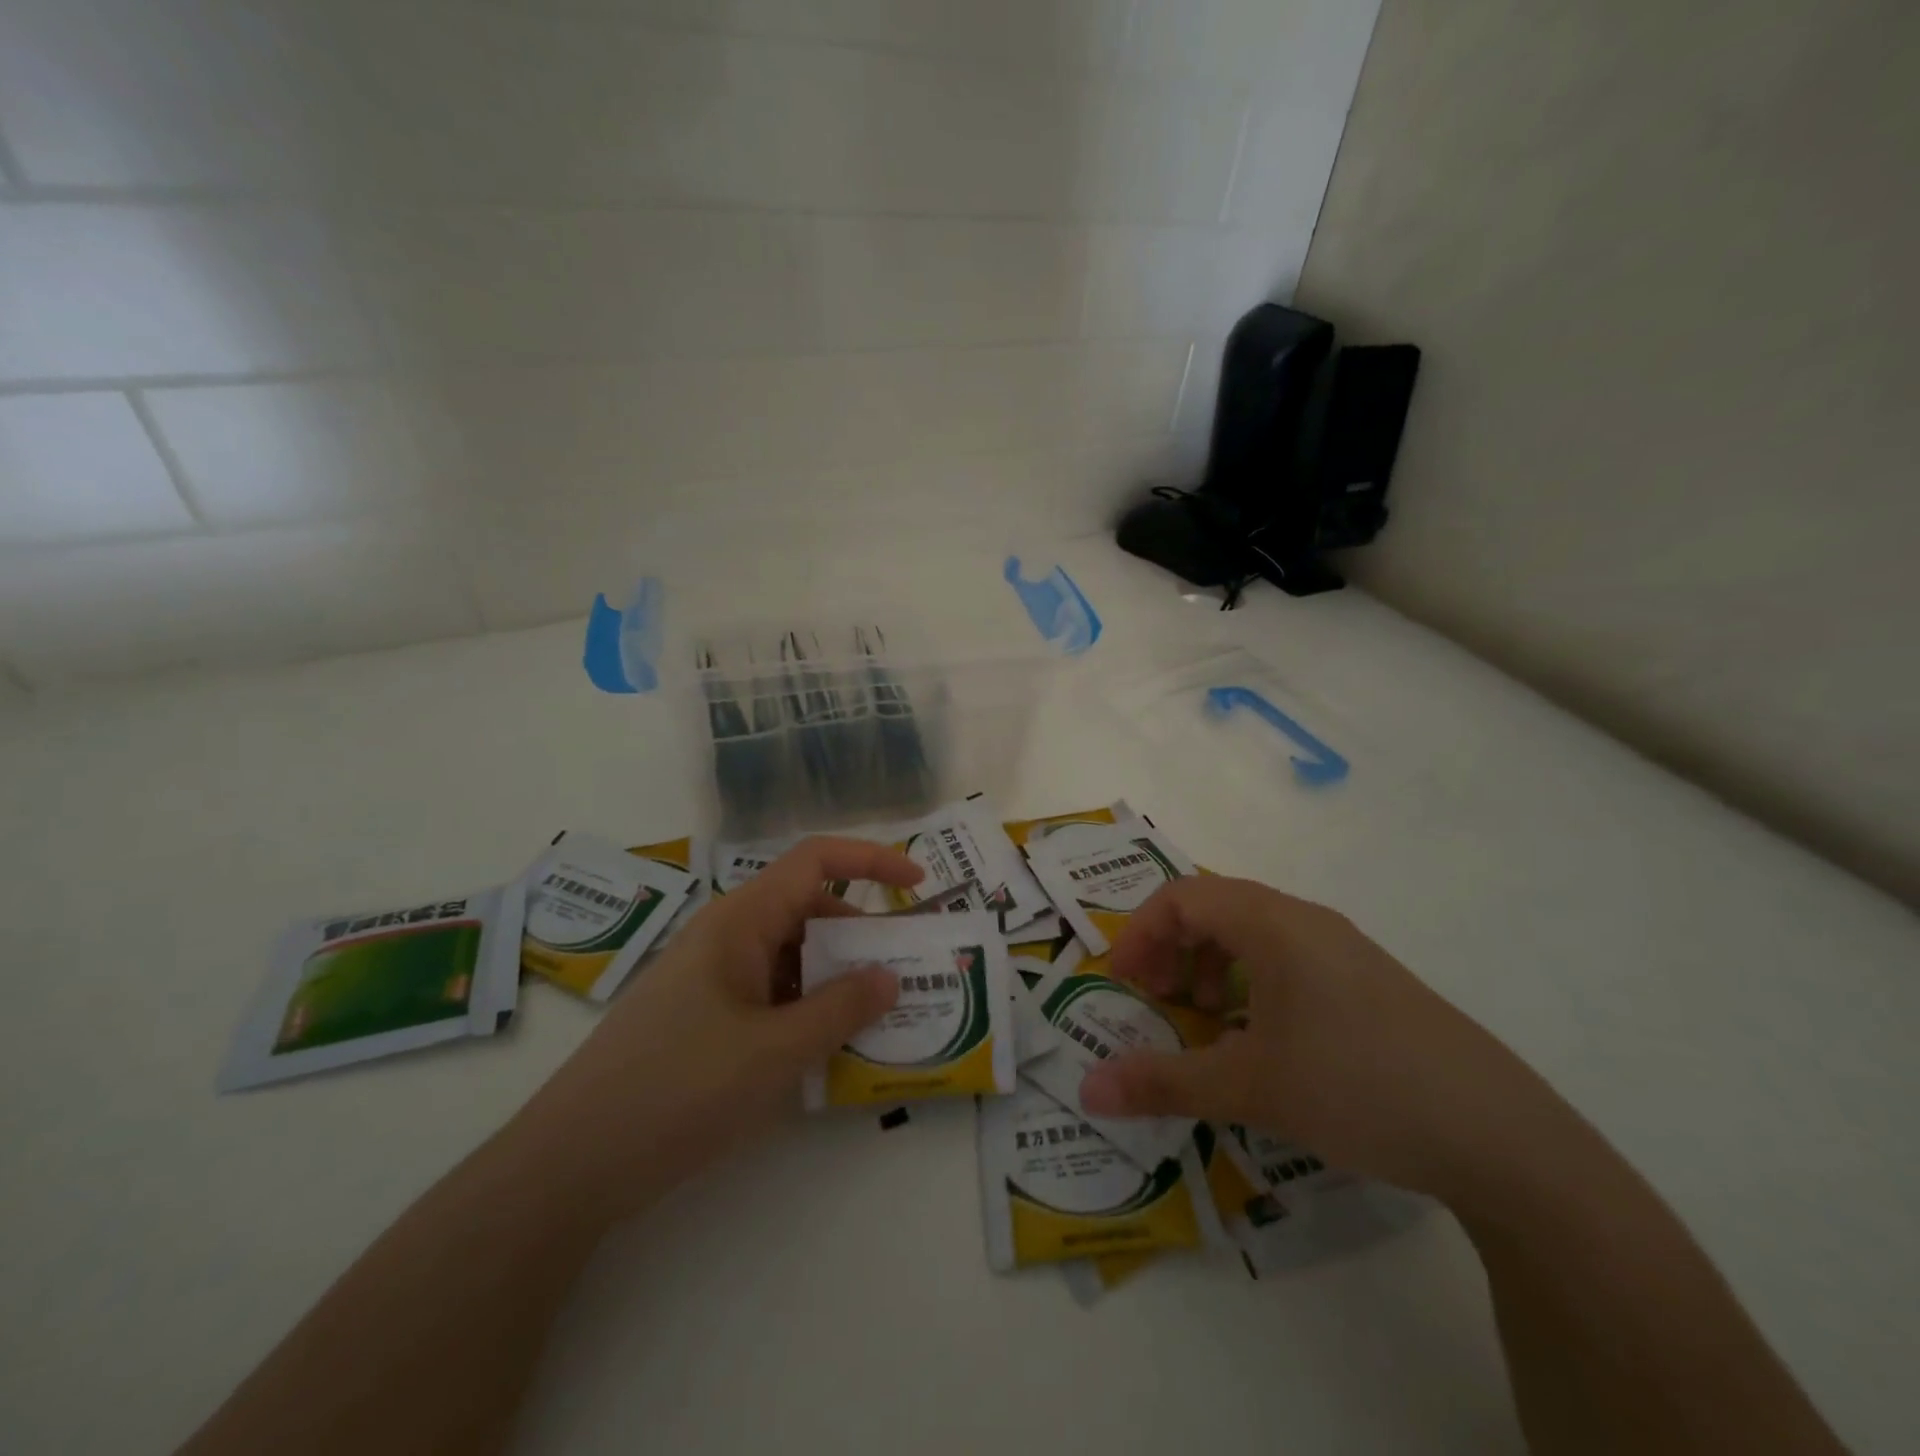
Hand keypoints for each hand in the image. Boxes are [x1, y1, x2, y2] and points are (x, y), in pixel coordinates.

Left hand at [514, 836, 923, 1216]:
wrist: (570, 1165)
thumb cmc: (678, 1090)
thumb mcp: (775, 1051)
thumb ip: (840, 1009)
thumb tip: (889, 975)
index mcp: (740, 920)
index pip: (814, 860)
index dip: (871, 861)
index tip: (918, 885)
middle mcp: (727, 937)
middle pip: (808, 909)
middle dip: (861, 933)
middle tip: (907, 971)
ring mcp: (713, 978)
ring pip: (791, 956)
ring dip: (836, 977)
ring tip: (878, 1017)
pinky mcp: (705, 1017)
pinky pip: (771, 994)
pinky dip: (807, 1008)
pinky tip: (828, 1049)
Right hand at [1076, 876, 1574, 1206]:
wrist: (1502, 1139)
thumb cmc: (1359, 1087)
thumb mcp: (1250, 1087)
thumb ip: (1162, 1082)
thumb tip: (1087, 1090)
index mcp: (1273, 923)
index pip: (1182, 896)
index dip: (1141, 934)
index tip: (1126, 985)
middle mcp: (1306, 921)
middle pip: (1214, 908)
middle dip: (1172, 950)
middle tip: (1156, 1002)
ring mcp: (1343, 949)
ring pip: (1252, 933)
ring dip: (1211, 966)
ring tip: (1205, 1022)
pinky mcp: (1368, 982)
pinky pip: (1288, 959)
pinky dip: (1251, 984)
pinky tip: (1261, 1040)